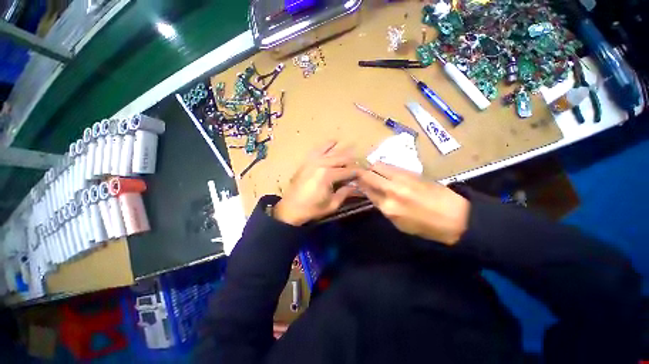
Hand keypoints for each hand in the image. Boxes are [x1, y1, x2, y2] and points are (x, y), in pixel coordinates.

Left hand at [274, 141, 357, 225]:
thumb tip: (356, 185)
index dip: (358, 172)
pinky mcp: (307, 160)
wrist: (290, 208)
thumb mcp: (332, 204)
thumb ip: (346, 192)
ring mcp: (313, 160)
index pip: (348, 170)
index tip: (365, 174)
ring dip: (343, 151)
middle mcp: (321, 163)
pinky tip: (334, 142)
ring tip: (351, 152)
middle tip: (359, 166)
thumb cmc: (312, 209)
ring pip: (332, 151)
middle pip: (342, 158)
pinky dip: (327, 145)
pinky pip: (319, 149)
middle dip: (353, 161)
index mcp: (328, 175)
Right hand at [357, 162, 469, 244]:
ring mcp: (402, 178)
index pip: (365, 190)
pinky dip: (383, 168)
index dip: (358, 185)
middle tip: (360, 176)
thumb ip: (383, 207)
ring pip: (378, 165)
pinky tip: (386, 173)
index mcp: (388, 207)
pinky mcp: (411, 171)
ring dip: (372, 168)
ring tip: (373, 173)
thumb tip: (372, 194)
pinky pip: (390, 166)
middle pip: (368, 174)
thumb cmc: (425, 226)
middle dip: (361, 174)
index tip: (354, 183)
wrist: (455, 216)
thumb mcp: (398, 223)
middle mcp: (391, 189)